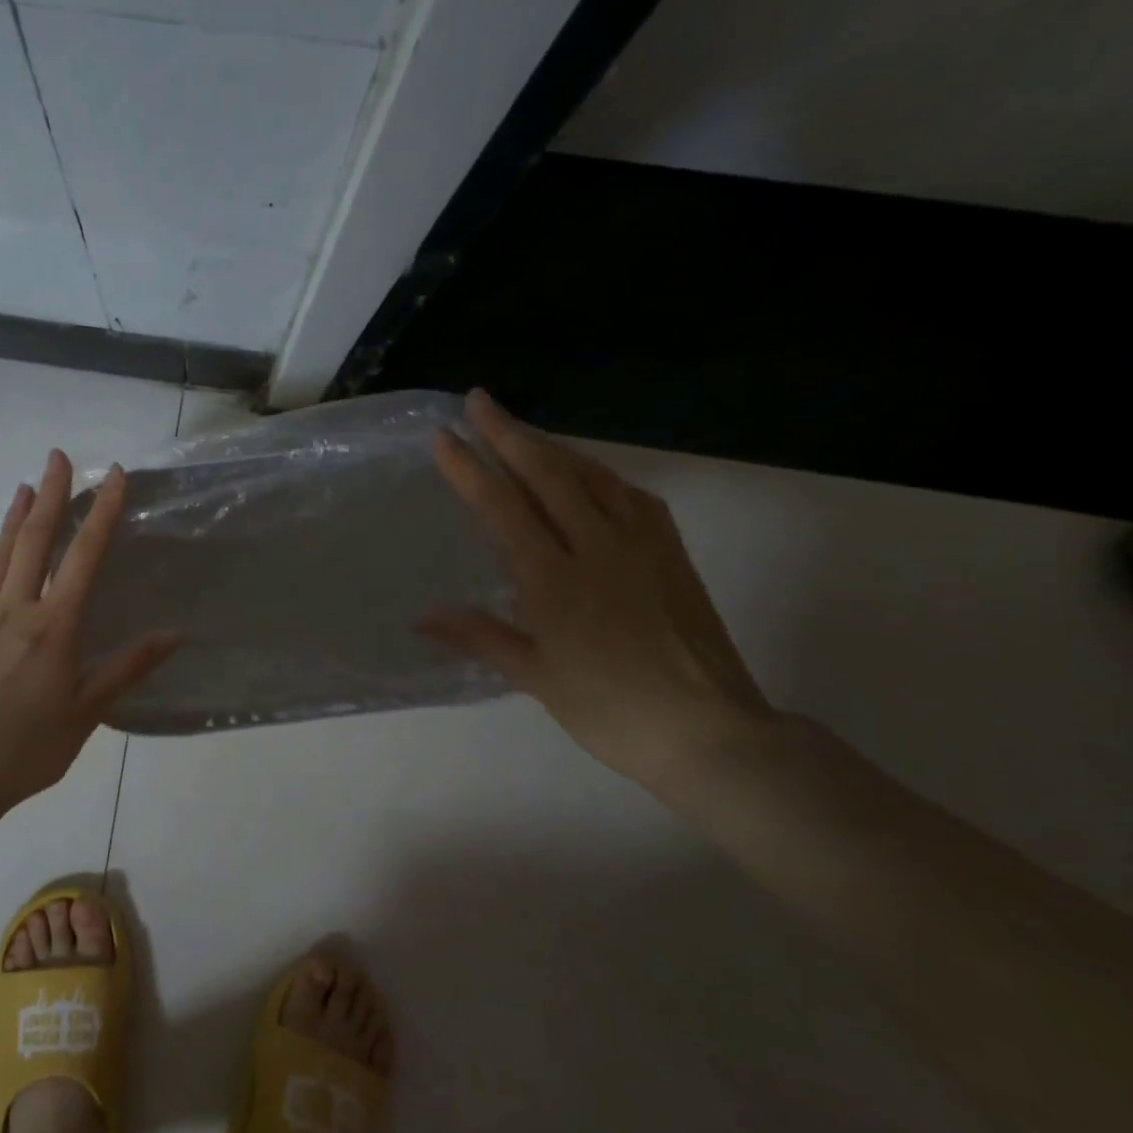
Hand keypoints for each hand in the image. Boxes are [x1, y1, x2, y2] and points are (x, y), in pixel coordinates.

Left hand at [0, 450, 179, 812]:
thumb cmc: (29, 746)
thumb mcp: (88, 711)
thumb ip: (128, 668)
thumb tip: (174, 634)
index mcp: (54, 625)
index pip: (84, 557)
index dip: (102, 513)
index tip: (114, 476)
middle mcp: (15, 610)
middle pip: (35, 542)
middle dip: (50, 496)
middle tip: (57, 457)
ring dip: (11, 522)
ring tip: (22, 489)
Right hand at [420, 390, 773, 786]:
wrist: (710, 732)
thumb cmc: (611, 711)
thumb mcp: (536, 677)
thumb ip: (480, 637)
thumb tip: (422, 618)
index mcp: (555, 582)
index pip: (503, 509)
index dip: (469, 469)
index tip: (443, 436)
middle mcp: (597, 549)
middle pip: (548, 475)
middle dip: (509, 434)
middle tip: (480, 400)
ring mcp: (641, 547)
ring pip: (592, 477)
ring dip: (552, 446)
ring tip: (523, 430)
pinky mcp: (672, 555)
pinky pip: (633, 497)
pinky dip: (601, 475)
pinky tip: (589, 475)